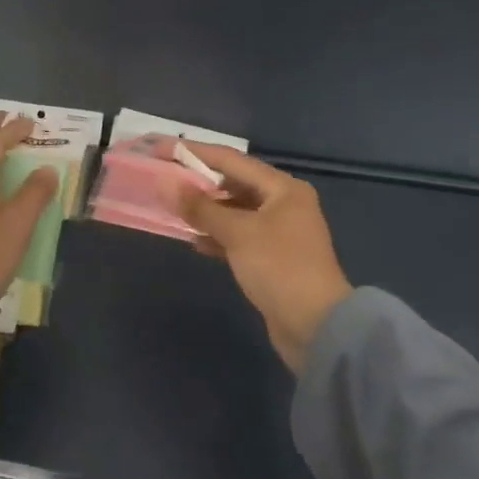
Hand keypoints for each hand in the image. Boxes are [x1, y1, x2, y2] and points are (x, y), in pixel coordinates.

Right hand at [178, 146, 352, 370]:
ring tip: (174, 211)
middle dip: (199, 182)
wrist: (318, 329)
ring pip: (235, 211)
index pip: (230, 159)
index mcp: (282, 188)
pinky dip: (218, 235)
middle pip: (233, 183)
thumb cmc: (279, 268)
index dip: (193, 152)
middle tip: (165, 180)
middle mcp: (284, 203)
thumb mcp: (237, 233)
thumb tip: (165, 182)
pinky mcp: (272, 257)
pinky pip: (239, 236)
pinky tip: (196, 242)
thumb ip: (200, 207)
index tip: (161, 149)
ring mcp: (280, 231)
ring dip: (206, 211)